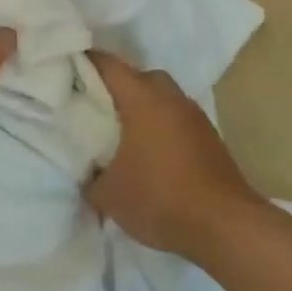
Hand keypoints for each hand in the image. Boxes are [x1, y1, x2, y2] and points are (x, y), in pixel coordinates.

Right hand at [86, 51, 264, 257]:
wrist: (227, 228)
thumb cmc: (161, 199)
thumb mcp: (108, 195)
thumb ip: (88, 176)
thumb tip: (84, 170)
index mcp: (142, 99)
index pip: (107, 64)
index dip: (83, 62)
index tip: (64, 71)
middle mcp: (170, 97)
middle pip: (137, 76)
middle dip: (115, 86)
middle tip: (93, 106)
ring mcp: (194, 116)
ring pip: (161, 96)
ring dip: (142, 106)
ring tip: (121, 132)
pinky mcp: (210, 137)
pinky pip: (176, 117)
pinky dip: (160, 125)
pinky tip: (149, 152)